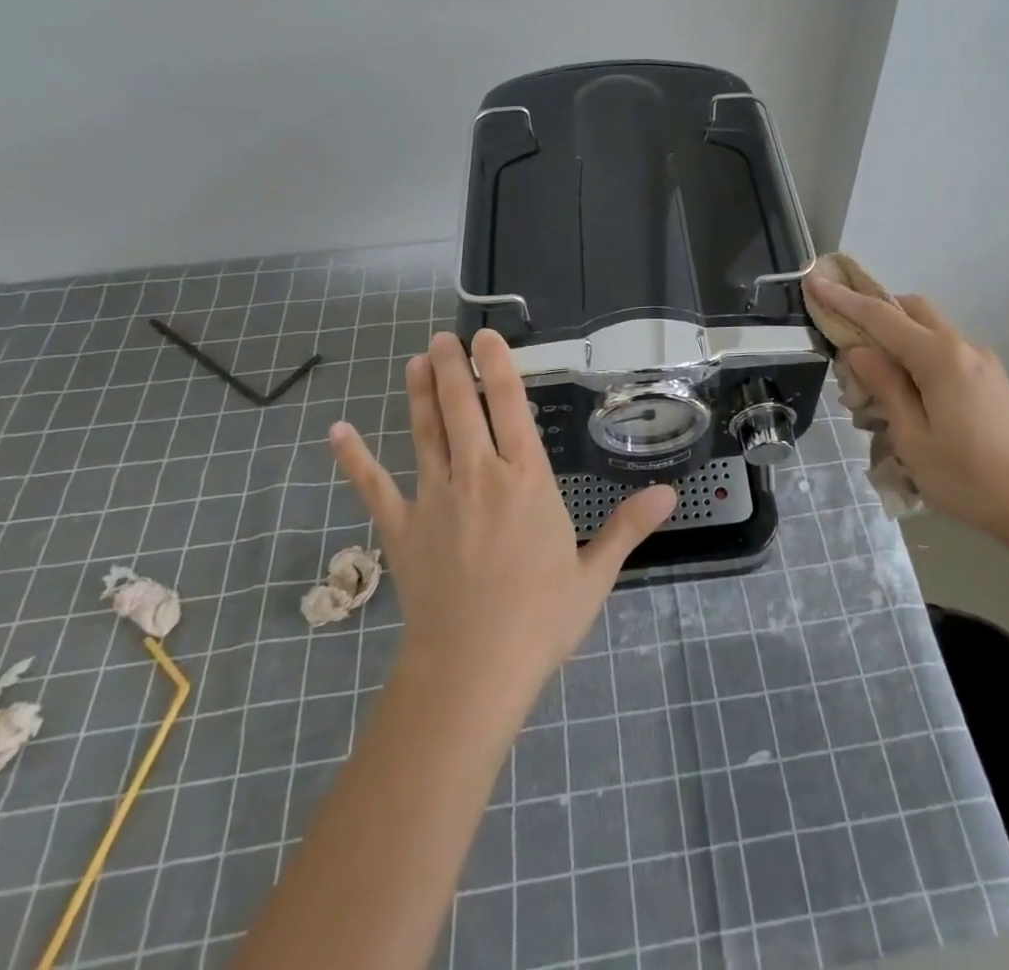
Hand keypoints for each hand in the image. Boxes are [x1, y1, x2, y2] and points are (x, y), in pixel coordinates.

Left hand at [329, 331, 675, 713]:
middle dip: (454, 368)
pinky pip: (374, 486)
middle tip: (444, 338)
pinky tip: (338, 432)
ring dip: (421, 395)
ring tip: (416, 362)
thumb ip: (627, 526)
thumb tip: (670, 493)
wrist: (472, 670)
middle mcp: (478, 475)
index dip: (499, 367)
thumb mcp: (594, 573)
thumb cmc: (540, 620)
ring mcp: (434, 499)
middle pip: (463, 408)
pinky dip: (354, 458)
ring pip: (425, 433)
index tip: (486, 337)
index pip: (511, 407)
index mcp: (526, 480)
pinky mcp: (400, 528)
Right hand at [806, 276, 1008, 547]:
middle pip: (911, 310)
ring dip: (894, 340)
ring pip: (928, 330)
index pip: (881, 317)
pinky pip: (943, 352)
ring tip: (870, 384)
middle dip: (873, 312)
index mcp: (941, 359)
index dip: (843, 300)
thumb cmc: (969, 479)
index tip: (814, 283)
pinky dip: (915, 357)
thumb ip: (884, 386)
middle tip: (843, 338)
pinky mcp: (989, 380)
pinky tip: (904, 397)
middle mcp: (963, 348)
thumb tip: (858, 350)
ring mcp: (981, 362)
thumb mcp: (913, 439)